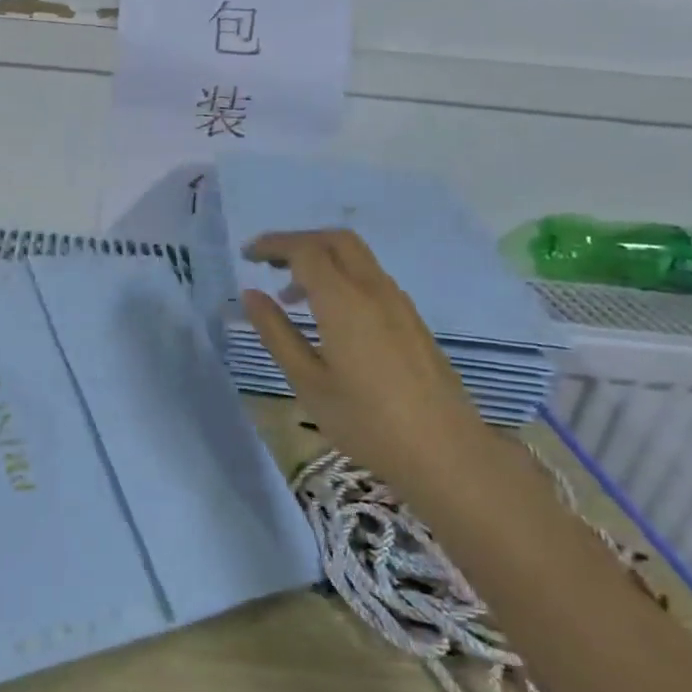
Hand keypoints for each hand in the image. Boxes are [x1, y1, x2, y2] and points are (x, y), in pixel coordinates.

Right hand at [242, 229, 498, 493]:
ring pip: (357, 258)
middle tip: (268, 263)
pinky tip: (329, 316)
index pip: (305, 250)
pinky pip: (371, 279)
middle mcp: (374, 291)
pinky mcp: (412, 320)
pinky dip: (342, 278)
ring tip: (291, 297)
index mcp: (344, 302)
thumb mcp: (307, 381)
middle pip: (336, 240)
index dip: (273, 245)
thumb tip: (251, 295)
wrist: (445, 451)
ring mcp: (399, 304)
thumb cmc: (365, 421)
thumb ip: (276, 333)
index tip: (247, 256)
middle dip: (299, 242)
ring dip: (322, 260)